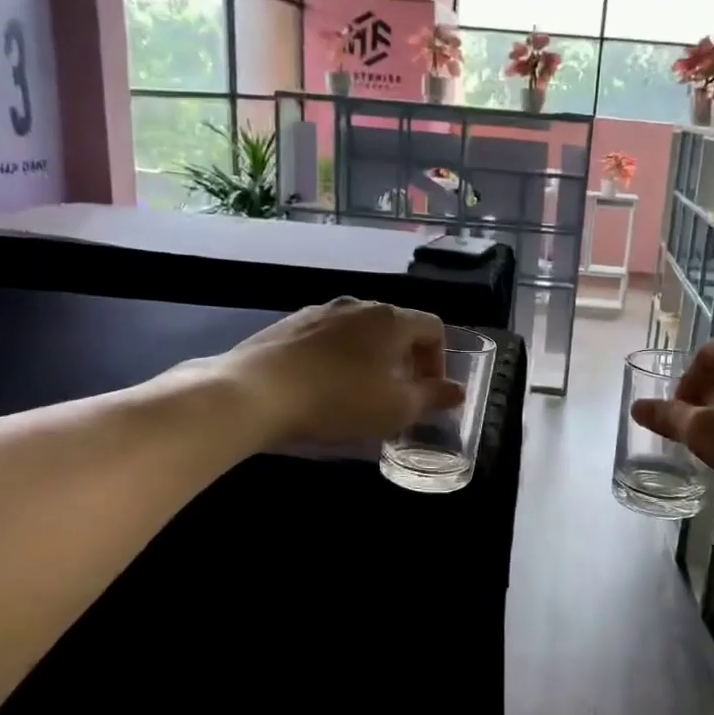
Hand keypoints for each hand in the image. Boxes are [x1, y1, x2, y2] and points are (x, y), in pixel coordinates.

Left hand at [220, 298, 466, 443]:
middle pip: (396, 326)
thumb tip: (457, 391)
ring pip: (360, 331)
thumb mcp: (396, 409)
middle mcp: (359, 305)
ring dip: (370, 357)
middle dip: (405, 359)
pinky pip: (327, 337)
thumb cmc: (339, 399)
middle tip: (397, 394)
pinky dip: (337, 357)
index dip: (439, 360)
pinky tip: (322, 386)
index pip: (433, 327)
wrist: (256, 392)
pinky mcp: (289, 324)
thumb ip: (432, 398)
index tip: (428, 390)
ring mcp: (320, 311)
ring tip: (359, 392)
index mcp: (392, 320)